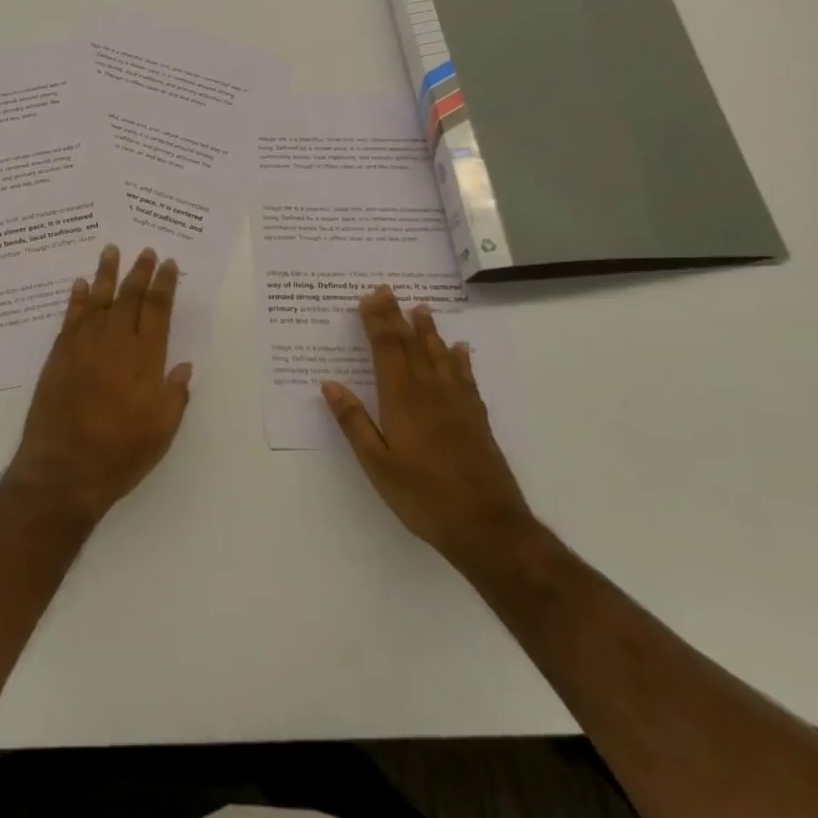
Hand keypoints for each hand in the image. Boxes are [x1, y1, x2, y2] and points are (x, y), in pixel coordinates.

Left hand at [7, 246, 192, 523]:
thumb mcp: (161, 431)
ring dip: (106, 274)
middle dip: (139, 272)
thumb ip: (175, 394)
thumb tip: (184, 366)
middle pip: (129, 298)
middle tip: (146, 251)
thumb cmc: (120, 454)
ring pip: (97, 299)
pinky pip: (70, 317)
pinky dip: (76, 298)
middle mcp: (114, 343)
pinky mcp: (59, 355)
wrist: (64, 469)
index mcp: (144, 359)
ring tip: (111, 250)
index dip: (164, 285)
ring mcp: (83, 346)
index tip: (168, 264)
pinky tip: (79, 284)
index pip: (157, 311)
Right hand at [322, 287, 534, 564]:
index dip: (377, 322)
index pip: (387, 350)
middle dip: (396, 317)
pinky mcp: (477, 420)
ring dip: (428, 331)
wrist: (488, 527)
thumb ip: (354, 423)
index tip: (369, 297)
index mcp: (402, 401)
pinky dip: (460, 360)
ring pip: (440, 356)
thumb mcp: (377, 465)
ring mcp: (458, 405)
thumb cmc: (423, 497)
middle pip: (411, 346)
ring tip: (421, 308)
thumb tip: (330, 385)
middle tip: (387, 290)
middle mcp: (431, 393)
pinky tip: (460, 350)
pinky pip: (466, 378)